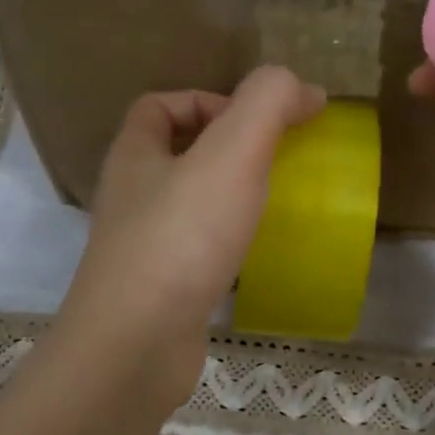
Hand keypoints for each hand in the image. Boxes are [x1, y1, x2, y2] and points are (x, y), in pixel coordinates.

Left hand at [56, 66, 325, 405]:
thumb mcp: (232, 154)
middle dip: (225, 150)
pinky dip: (226, 245)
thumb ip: (267, 104)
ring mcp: (141, 248)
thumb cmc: (182, 238)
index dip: (207, 99)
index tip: (256, 122)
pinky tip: (257, 256)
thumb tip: (303, 88)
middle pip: (175, 154)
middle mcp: (130, 197)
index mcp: (135, 155)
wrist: (137, 346)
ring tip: (273, 205)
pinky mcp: (160, 291)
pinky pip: (196, 251)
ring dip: (228, 198)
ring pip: (188, 205)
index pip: (160, 105)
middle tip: (275, 163)